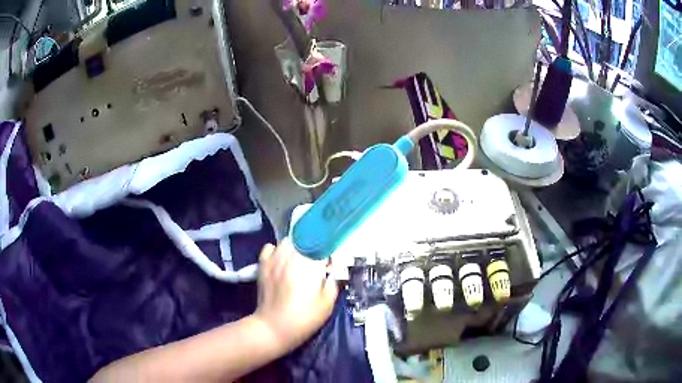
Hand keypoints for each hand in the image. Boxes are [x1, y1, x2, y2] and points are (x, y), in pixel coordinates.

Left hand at [252, 239, 337, 353]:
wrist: (274, 327)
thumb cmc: (304, 318)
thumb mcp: (327, 304)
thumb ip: (334, 282)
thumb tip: (333, 270)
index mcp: (309, 265)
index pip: (322, 246)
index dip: (329, 254)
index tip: (331, 264)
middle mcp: (291, 256)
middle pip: (305, 240)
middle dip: (314, 248)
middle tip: (316, 264)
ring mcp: (274, 259)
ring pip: (288, 241)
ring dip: (297, 247)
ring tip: (300, 261)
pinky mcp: (263, 265)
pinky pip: (270, 247)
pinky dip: (277, 250)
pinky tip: (281, 260)